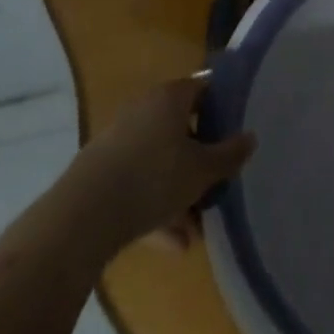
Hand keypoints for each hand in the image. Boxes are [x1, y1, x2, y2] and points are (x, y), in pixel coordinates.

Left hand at [66, 75, 256, 253]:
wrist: (83, 215)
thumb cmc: (153, 178)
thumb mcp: (201, 171)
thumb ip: (229, 155)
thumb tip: (251, 137)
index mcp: (170, 97)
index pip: (204, 89)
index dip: (223, 108)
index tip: (236, 133)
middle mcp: (145, 109)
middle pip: (181, 129)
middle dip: (199, 160)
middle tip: (216, 185)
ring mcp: (120, 140)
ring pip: (159, 162)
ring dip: (179, 193)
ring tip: (195, 231)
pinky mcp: (102, 172)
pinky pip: (138, 183)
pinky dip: (155, 208)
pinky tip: (172, 245)